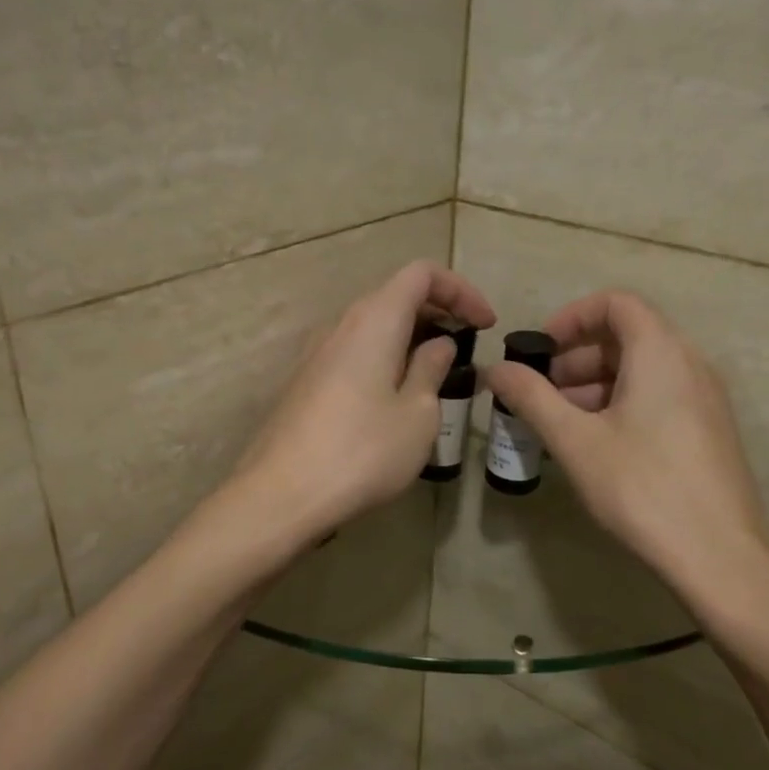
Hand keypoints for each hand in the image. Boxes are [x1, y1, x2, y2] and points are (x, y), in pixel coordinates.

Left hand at [227, 260, 495, 544]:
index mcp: (374, 320)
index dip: (460, 290)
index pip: (421, 274)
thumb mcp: (418, 414)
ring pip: (372, 326)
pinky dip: (384, 358)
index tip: (486, 325)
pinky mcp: (305, 382)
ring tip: (436, 374)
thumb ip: (431, 369)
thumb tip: (438, 344)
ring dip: (410, 338)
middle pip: (395, 296)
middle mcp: (340, 325)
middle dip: (438, 312)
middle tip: (467, 347)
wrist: (282, 495)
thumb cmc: (362, 452)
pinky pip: (353, 352)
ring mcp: (316, 354)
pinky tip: (396, 397)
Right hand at [483, 290, 768, 595]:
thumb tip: (497, 369)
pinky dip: (621, 405)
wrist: (718, 553)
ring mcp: (704, 399)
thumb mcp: (575, 441)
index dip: (571, 317)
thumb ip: (532, 398)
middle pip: (628, 336)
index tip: (540, 351)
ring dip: (595, 385)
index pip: (616, 303)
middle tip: (540, 393)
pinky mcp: (707, 430)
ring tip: (559, 424)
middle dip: (576, 358)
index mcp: (660, 352)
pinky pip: (658, 397)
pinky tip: (594, 446)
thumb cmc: (641, 487)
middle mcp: (689, 364)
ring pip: (642, 371)